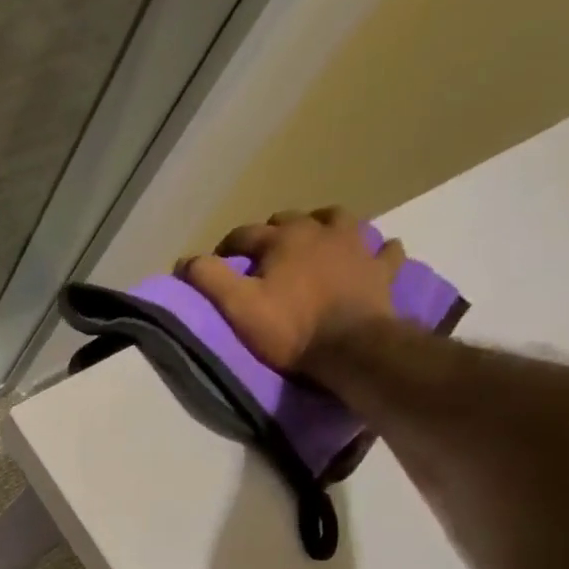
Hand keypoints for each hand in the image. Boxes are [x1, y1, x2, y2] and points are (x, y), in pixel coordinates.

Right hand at [177, 207, 406, 377]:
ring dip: (325, 227)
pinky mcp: (382, 270)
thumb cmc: (290, 329)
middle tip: (265, 259)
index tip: (218, 264)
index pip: (245, 234)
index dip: (227, 248)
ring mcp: (356, 246)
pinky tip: (373, 257)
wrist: (351, 348)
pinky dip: (376, 252)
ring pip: (339, 220)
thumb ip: (209, 280)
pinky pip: (384, 251)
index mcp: (282, 239)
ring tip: (317, 244)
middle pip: (291, 220)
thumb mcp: (238, 308)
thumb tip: (184, 260)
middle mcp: (320, 231)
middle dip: (274, 234)